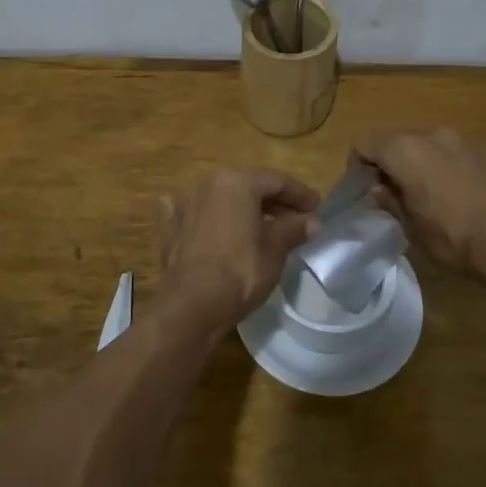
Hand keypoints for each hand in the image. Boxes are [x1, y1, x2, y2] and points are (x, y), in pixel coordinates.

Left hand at [156, 169, 318, 331]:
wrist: (191, 305)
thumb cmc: (240, 272)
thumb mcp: (275, 250)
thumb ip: (293, 229)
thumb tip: (311, 221)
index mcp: (236, 182)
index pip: (276, 180)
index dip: (300, 194)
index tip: (316, 207)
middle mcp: (207, 184)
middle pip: (247, 186)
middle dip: (272, 201)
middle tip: (294, 218)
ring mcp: (183, 204)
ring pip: (220, 199)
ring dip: (241, 209)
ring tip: (260, 227)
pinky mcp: (169, 227)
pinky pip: (192, 214)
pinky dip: (206, 217)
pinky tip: (209, 224)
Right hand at [355, 129, 485, 285]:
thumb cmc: (454, 237)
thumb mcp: (411, 226)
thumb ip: (389, 201)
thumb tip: (376, 190)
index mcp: (405, 150)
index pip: (366, 144)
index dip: (358, 166)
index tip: (362, 191)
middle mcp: (432, 134)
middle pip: (396, 140)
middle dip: (387, 163)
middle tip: (389, 195)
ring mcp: (463, 140)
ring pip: (426, 145)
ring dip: (417, 164)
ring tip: (423, 196)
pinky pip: (452, 153)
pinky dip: (443, 167)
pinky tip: (454, 196)